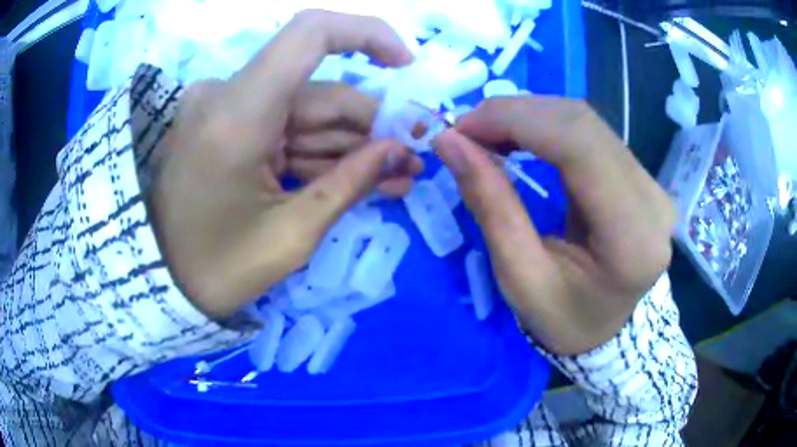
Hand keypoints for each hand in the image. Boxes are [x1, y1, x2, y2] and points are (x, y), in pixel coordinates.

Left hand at [149, 11, 416, 318]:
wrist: (161, 281)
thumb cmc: (216, 269)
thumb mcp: (290, 236)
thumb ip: (350, 184)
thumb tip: (399, 150)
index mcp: (236, 115)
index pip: (309, 34)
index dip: (367, 34)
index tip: (406, 65)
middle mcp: (228, 96)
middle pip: (319, 91)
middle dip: (371, 126)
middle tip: (410, 162)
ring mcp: (226, 110)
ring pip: (308, 113)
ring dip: (352, 144)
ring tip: (395, 179)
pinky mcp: (228, 126)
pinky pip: (285, 128)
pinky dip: (320, 151)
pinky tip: (357, 178)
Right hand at [433, 97, 674, 354]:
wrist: (607, 328)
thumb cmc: (564, 319)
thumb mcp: (520, 278)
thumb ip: (490, 206)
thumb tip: (449, 142)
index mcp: (632, 238)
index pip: (580, 147)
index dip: (517, 122)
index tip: (462, 129)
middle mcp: (652, 199)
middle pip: (583, 124)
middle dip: (516, 115)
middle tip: (466, 131)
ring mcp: (651, 184)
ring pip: (585, 122)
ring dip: (529, 117)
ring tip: (487, 135)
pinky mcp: (640, 177)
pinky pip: (590, 134)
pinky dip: (546, 127)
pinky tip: (518, 137)